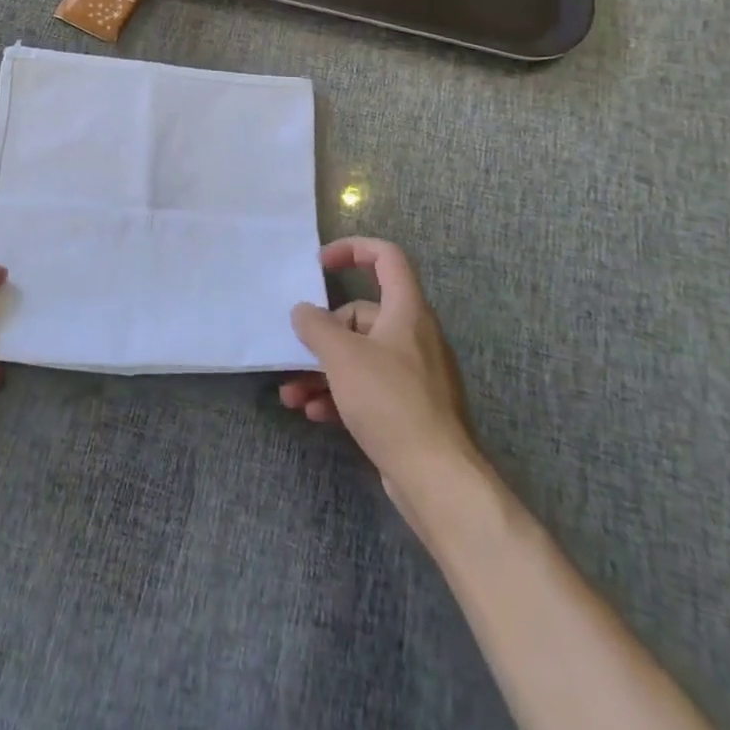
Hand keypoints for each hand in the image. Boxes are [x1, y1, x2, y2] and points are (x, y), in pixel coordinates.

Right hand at [281, 238, 479, 506]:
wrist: (438, 480)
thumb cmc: (391, 402)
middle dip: (323, 334)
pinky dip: (340, 395)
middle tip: (296, 352)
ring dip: (322, 371)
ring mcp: (414, 375)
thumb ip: (316, 326)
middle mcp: (413, 335)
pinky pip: (368, 388)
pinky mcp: (409, 409)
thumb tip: (303, 311)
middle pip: (362, 315)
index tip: (320, 263)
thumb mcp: (343, 357)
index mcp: (407, 310)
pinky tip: (315, 413)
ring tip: (291, 394)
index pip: (386, 257)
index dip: (353, 249)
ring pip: (360, 356)